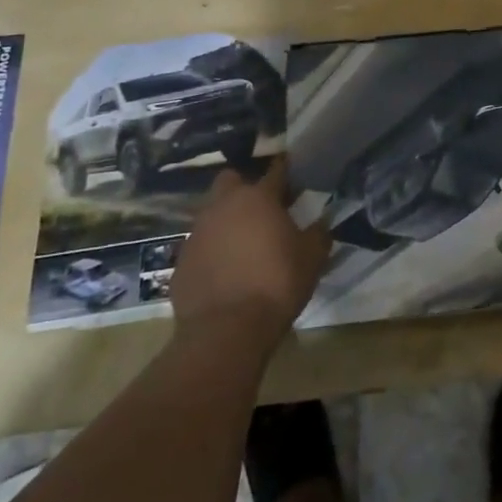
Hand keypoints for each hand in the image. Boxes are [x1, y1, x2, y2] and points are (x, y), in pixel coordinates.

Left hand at [170, 159, 330, 349]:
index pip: (275, 171)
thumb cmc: (276, 283)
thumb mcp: (312, 258)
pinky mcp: (181, 263)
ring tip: (244, 243)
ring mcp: (197, 234)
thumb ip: (318, 234)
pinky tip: (226, 272)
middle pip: (230, 181)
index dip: (285, 170)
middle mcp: (222, 207)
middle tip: (262, 208)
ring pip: (211, 214)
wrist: (225, 331)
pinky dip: (212, 252)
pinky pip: (200, 246)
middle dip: (244, 188)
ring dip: (227, 222)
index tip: (293, 172)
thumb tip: (321, 223)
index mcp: (258, 198)